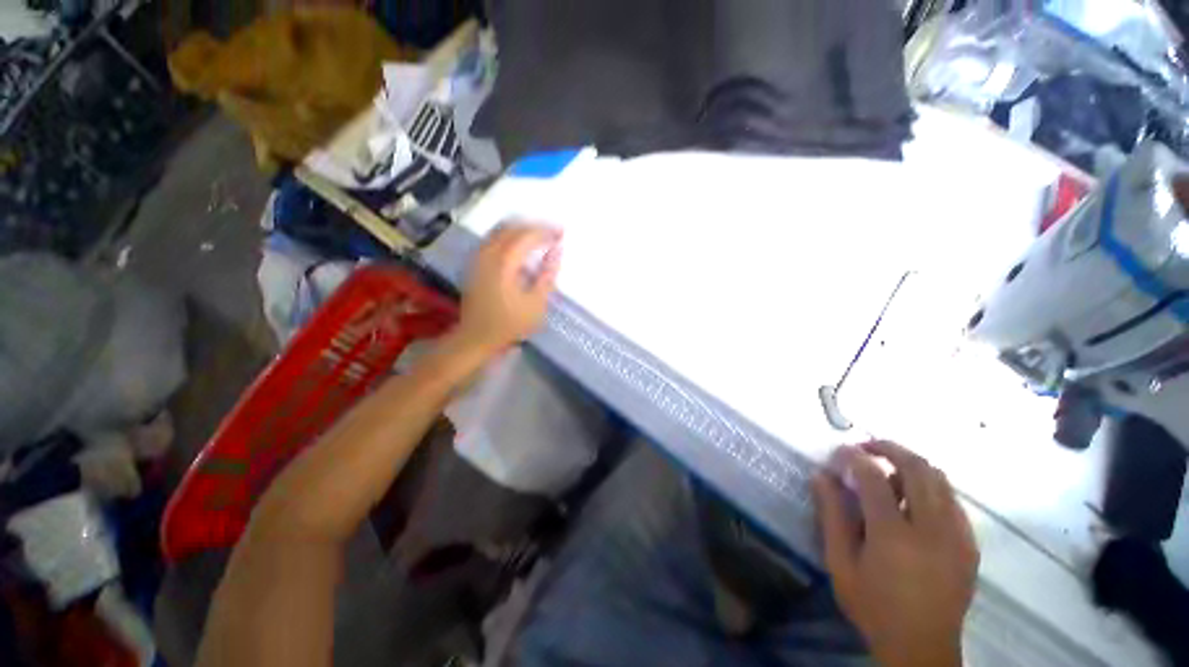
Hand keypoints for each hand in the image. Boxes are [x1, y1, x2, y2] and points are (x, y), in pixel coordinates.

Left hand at [454, 222, 561, 355]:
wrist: (476, 337)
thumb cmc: (510, 324)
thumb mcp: (536, 303)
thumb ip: (547, 274)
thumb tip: (557, 250)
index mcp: (504, 263)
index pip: (527, 235)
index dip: (546, 231)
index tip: (562, 233)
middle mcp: (488, 254)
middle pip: (512, 227)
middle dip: (534, 226)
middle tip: (552, 233)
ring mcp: (478, 257)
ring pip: (499, 230)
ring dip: (521, 228)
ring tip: (539, 237)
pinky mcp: (474, 263)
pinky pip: (492, 238)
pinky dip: (508, 235)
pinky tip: (519, 245)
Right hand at [813, 441, 978, 666]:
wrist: (922, 648)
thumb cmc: (873, 606)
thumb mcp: (841, 563)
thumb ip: (831, 516)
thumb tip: (821, 476)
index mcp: (894, 534)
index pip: (873, 477)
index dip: (853, 457)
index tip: (839, 451)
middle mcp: (932, 528)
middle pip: (917, 467)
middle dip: (889, 448)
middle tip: (867, 447)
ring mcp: (957, 535)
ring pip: (940, 479)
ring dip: (911, 465)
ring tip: (889, 471)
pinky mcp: (969, 544)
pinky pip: (952, 500)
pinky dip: (931, 487)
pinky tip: (914, 500)